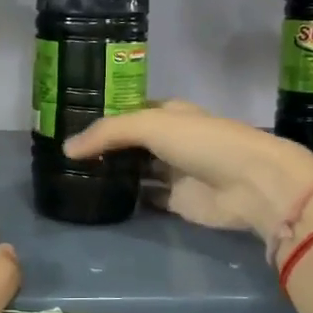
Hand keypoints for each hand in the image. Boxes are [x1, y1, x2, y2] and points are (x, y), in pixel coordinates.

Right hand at [65, 101, 312, 246]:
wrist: (250, 184)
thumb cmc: (203, 142)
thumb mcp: (151, 125)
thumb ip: (108, 133)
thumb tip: (66, 149)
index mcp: (168, 112)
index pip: (128, 110)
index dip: (102, 115)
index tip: (67, 122)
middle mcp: (169, 140)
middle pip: (128, 143)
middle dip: (102, 147)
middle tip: (62, 154)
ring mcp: (172, 172)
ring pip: (134, 171)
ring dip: (111, 174)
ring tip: (70, 176)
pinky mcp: (175, 202)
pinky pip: (144, 198)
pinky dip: (125, 199)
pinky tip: (97, 199)